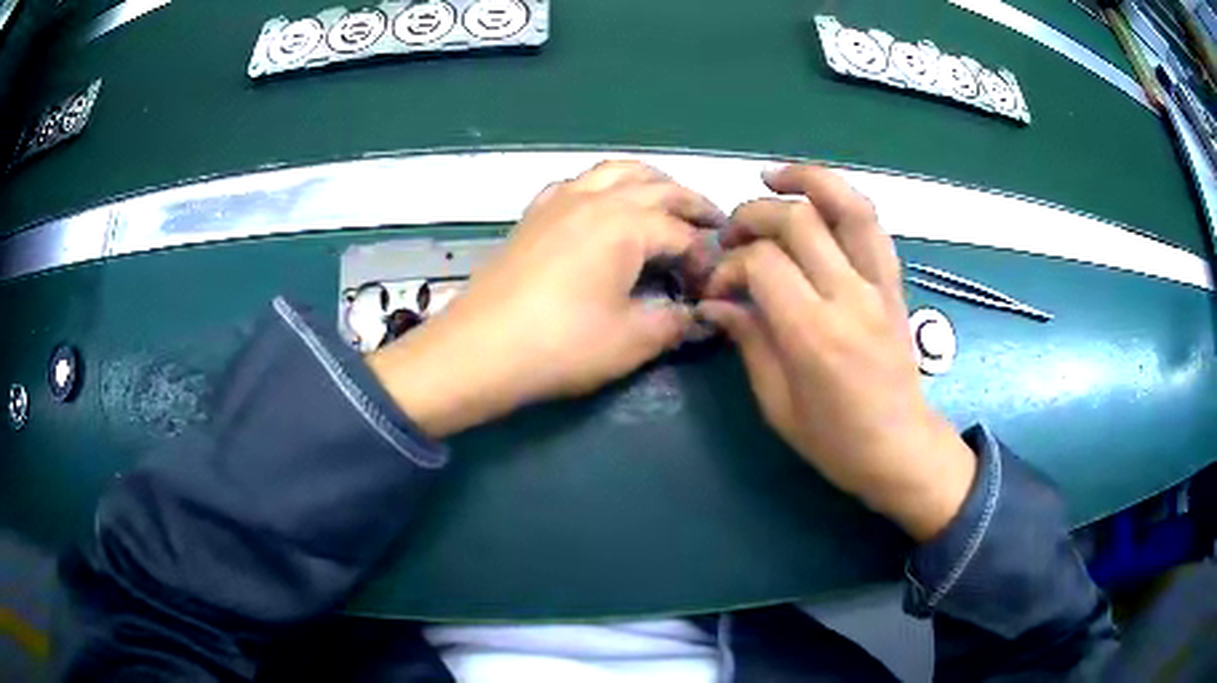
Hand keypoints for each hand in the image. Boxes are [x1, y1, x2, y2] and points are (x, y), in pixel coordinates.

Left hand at [368, 161, 723, 439]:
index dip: (704, 258)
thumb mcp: (631, 340)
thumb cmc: (560, 345)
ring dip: (650, 182)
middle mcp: (596, 198)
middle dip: (692, 203)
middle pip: (657, 187)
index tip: (710, 287)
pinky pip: (578, 183)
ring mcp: (559, 201)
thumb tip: (698, 317)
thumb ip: (674, 322)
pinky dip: (604, 185)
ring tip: (668, 202)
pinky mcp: (534, 214)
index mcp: (626, 223)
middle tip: (715, 223)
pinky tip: (604, 206)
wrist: (477, 350)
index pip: (682, 233)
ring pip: (616, 172)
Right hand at [698, 164, 975, 540]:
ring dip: (808, 180)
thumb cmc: (835, 440)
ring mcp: (879, 286)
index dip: (730, 266)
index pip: (763, 264)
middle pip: (798, 220)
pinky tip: (817, 199)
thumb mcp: (777, 404)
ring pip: (848, 206)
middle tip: (732, 237)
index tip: (718, 288)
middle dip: (754, 216)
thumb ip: (748, 341)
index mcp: (814, 335)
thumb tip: (717, 303)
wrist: (900, 448)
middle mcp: (850, 298)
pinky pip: (872, 226)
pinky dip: (843, 200)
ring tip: (774, 178)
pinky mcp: (895, 284)